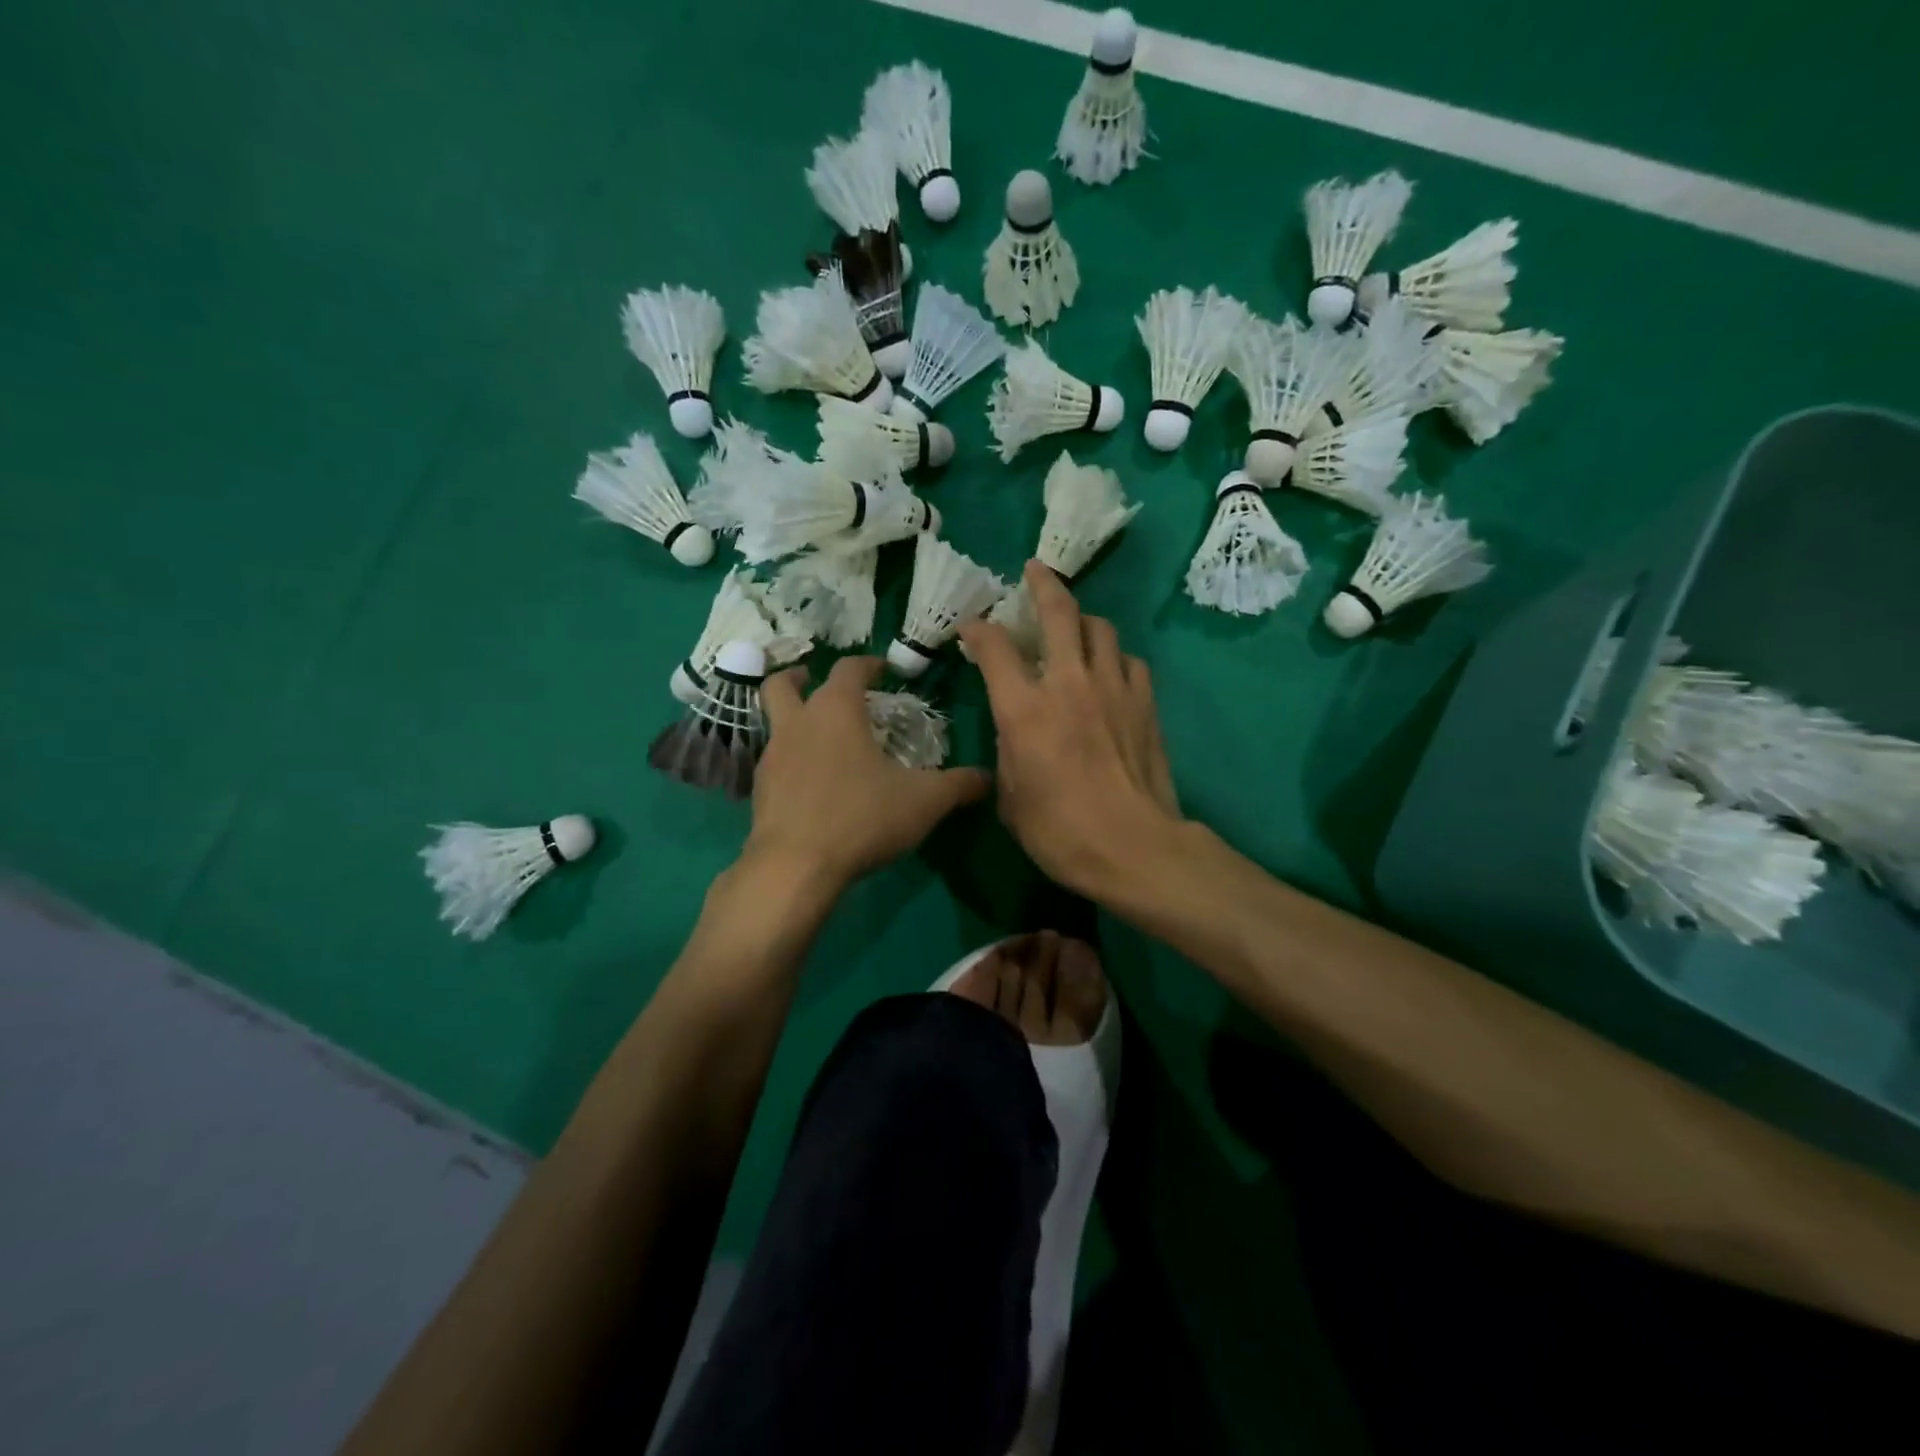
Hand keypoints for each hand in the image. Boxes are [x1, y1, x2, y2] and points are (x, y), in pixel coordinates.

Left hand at [743, 656, 989, 890]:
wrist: (795, 866)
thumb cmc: (862, 817)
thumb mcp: (924, 801)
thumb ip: (958, 785)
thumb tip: (988, 777)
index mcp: (836, 710)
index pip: (849, 668)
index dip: (868, 664)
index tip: (883, 669)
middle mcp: (798, 723)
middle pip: (784, 684)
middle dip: (802, 678)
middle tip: (820, 684)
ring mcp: (772, 757)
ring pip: (774, 722)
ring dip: (793, 719)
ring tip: (820, 736)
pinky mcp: (759, 790)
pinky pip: (773, 761)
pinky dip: (790, 760)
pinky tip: (811, 782)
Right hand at [958, 563, 1181, 898]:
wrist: (1134, 848)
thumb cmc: (1060, 832)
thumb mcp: (1012, 798)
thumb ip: (1007, 752)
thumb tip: (1014, 730)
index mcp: (1024, 709)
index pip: (994, 649)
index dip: (978, 631)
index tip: (971, 628)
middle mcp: (1068, 684)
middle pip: (1058, 613)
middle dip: (1042, 585)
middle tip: (1034, 571)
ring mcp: (1112, 688)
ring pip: (1100, 628)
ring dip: (1083, 620)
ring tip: (1075, 627)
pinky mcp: (1145, 702)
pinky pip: (1129, 661)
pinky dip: (1114, 658)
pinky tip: (1109, 672)